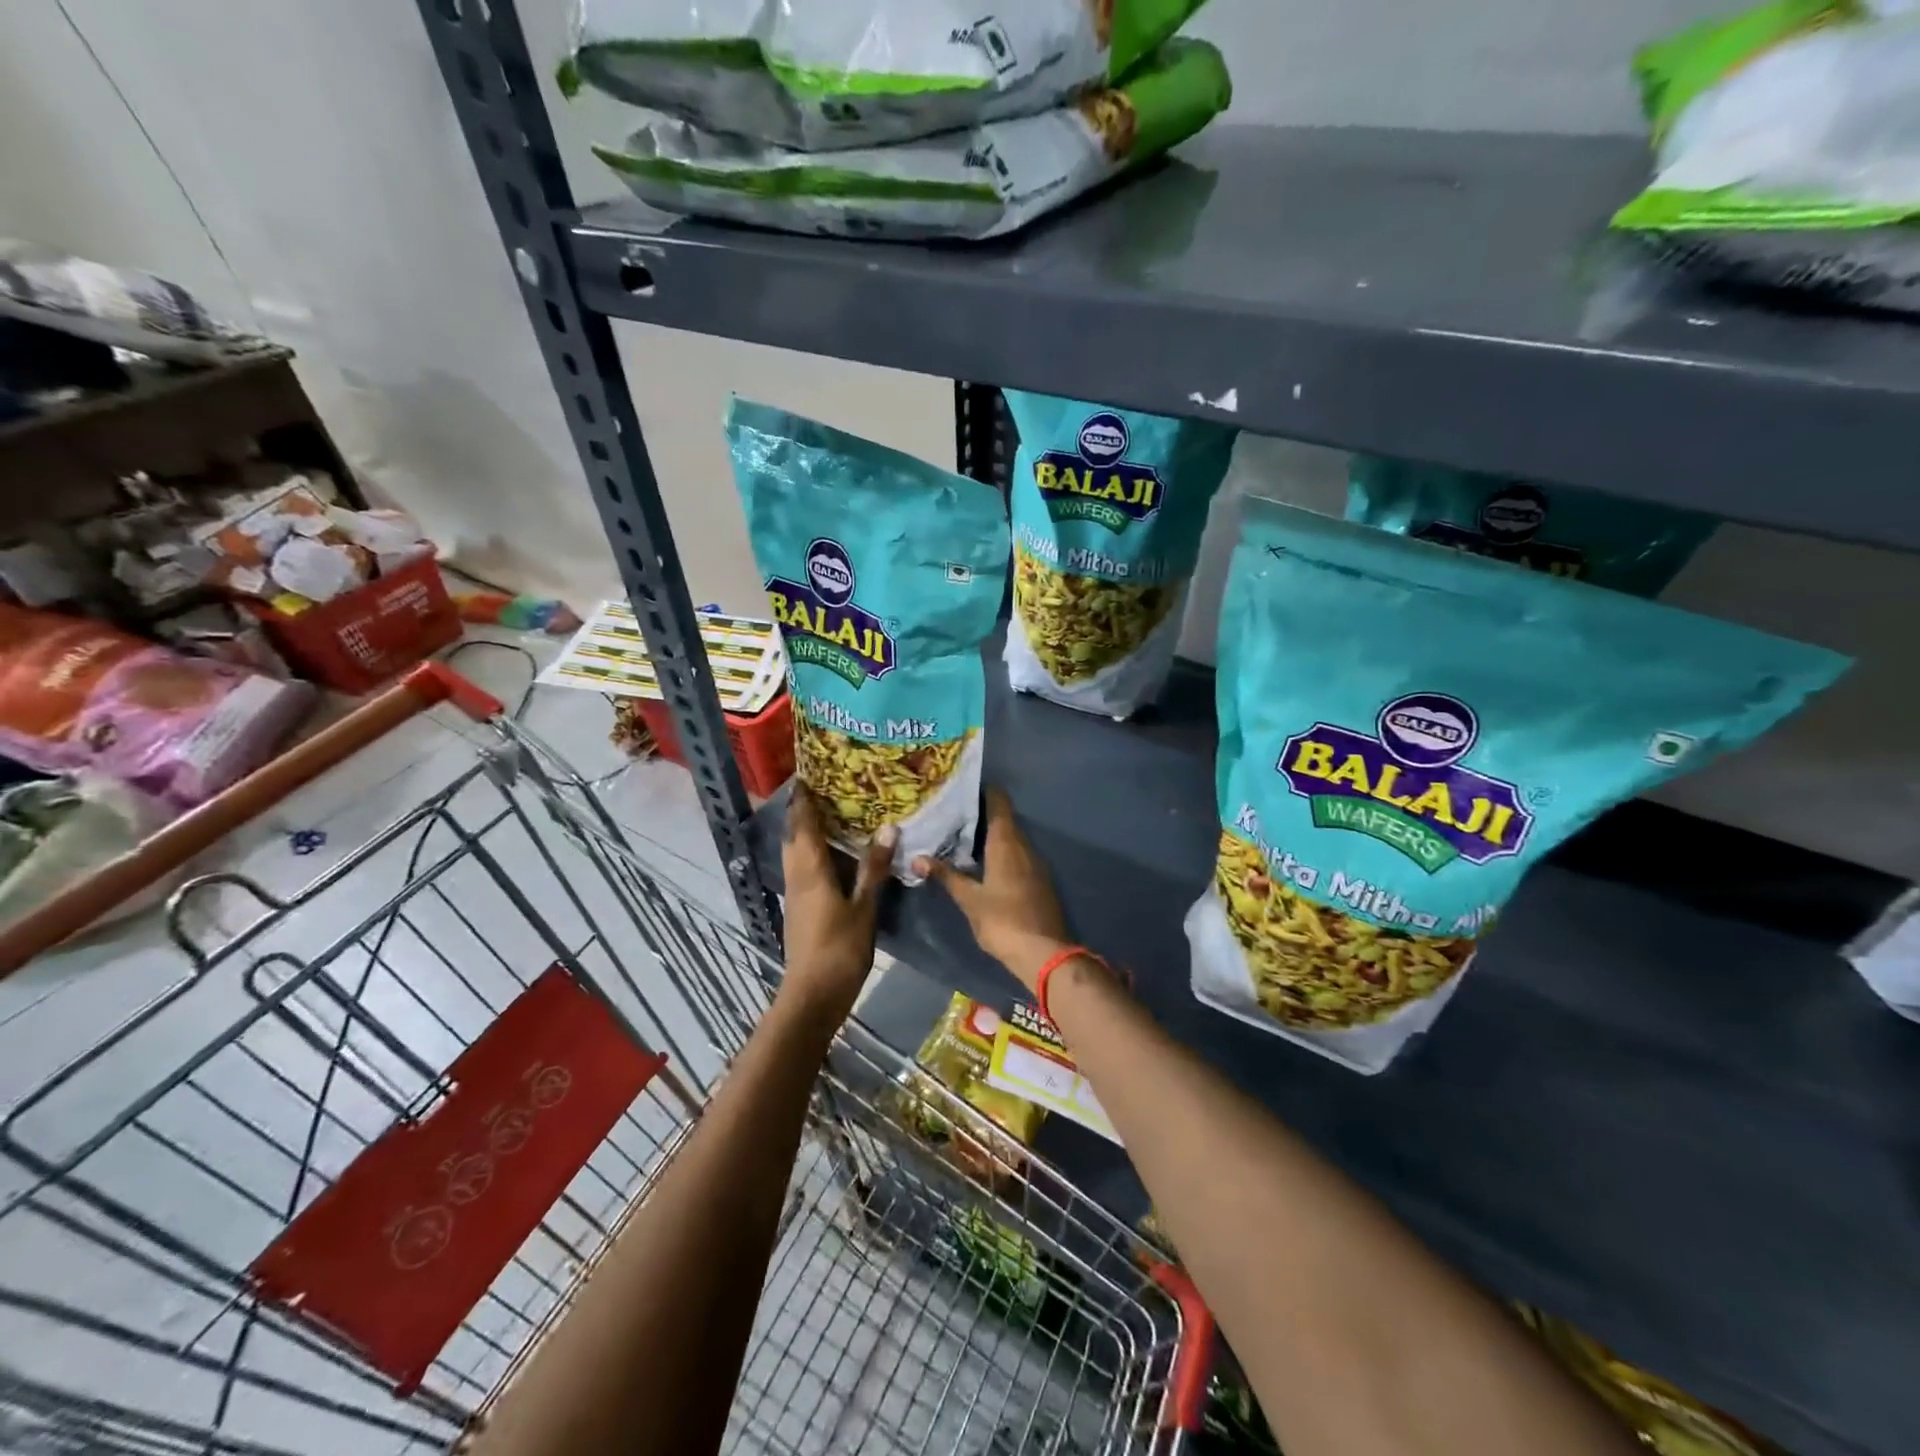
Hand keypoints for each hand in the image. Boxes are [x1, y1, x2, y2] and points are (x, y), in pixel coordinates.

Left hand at [781, 786, 893, 1007]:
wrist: (812, 995)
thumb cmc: (839, 949)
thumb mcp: (864, 907)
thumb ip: (874, 868)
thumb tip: (888, 828)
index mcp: (810, 869)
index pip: (802, 823)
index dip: (803, 797)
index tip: (809, 772)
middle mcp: (797, 875)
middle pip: (795, 835)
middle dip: (804, 810)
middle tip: (828, 789)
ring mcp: (796, 893)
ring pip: (797, 852)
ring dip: (808, 831)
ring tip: (834, 815)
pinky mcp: (800, 908)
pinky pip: (804, 868)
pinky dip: (814, 852)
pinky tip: (836, 855)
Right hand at [913, 788, 1070, 992]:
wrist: (1045, 954)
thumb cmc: (1003, 921)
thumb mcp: (969, 899)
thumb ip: (946, 876)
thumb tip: (916, 858)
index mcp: (1007, 843)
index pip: (999, 803)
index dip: (984, 791)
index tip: (963, 787)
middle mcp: (1025, 846)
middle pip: (1005, 820)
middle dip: (982, 815)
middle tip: (953, 813)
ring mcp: (1036, 864)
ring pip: (1012, 839)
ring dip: (991, 835)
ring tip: (963, 836)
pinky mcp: (1039, 881)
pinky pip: (1018, 856)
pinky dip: (1002, 853)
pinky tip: (984, 863)